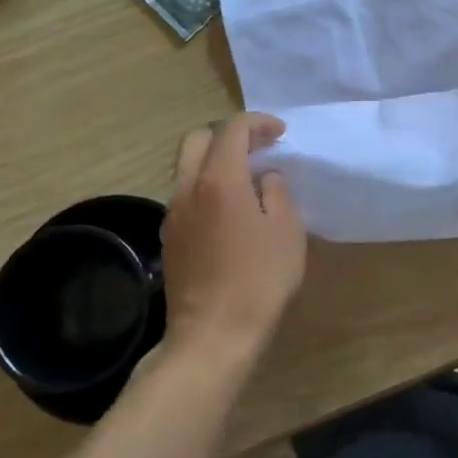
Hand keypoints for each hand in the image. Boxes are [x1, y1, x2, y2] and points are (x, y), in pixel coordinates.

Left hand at [160, 114, 305, 367]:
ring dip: (215, 162)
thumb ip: (277, 192)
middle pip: (198, 140)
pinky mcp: (169, 238)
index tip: (280, 133)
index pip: (232, 129)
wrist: (213, 334)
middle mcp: (188, 188)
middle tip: (258, 150)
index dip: (258, 122)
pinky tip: (229, 212)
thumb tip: (264, 177)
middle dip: (228, 135)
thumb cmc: (259, 279)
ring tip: (247, 181)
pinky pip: (186, 196)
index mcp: (220, 180)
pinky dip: (207, 188)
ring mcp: (173, 214)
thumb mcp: (287, 230)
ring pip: (187, 168)